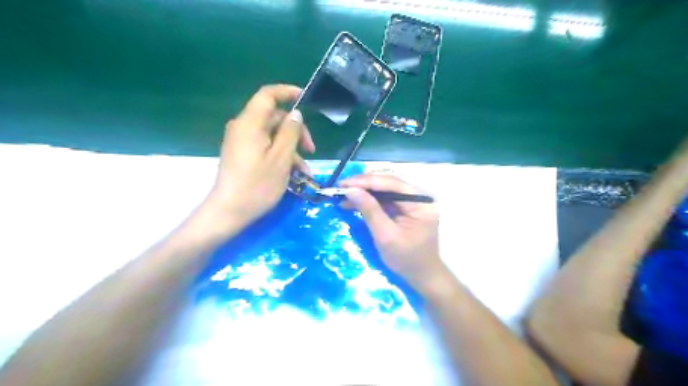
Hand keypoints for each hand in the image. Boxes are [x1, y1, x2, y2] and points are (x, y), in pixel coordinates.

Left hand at [202, 85, 312, 231]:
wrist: (229, 212)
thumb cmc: (257, 185)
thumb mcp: (281, 158)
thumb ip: (290, 132)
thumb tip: (296, 114)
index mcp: (250, 123)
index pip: (268, 95)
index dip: (287, 92)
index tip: (306, 99)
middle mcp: (243, 128)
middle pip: (274, 118)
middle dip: (296, 131)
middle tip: (311, 150)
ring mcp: (241, 142)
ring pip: (272, 136)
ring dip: (291, 149)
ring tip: (305, 171)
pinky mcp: (242, 155)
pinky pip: (265, 147)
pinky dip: (280, 156)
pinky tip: (293, 174)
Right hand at [337, 173, 445, 291]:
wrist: (422, 276)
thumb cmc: (406, 259)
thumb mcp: (385, 236)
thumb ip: (370, 210)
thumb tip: (350, 190)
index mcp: (421, 202)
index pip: (392, 183)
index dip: (366, 181)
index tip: (343, 183)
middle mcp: (419, 196)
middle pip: (388, 183)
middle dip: (363, 184)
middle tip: (340, 187)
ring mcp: (413, 201)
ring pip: (385, 189)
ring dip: (364, 191)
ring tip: (342, 195)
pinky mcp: (405, 208)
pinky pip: (385, 199)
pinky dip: (369, 200)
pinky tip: (353, 202)